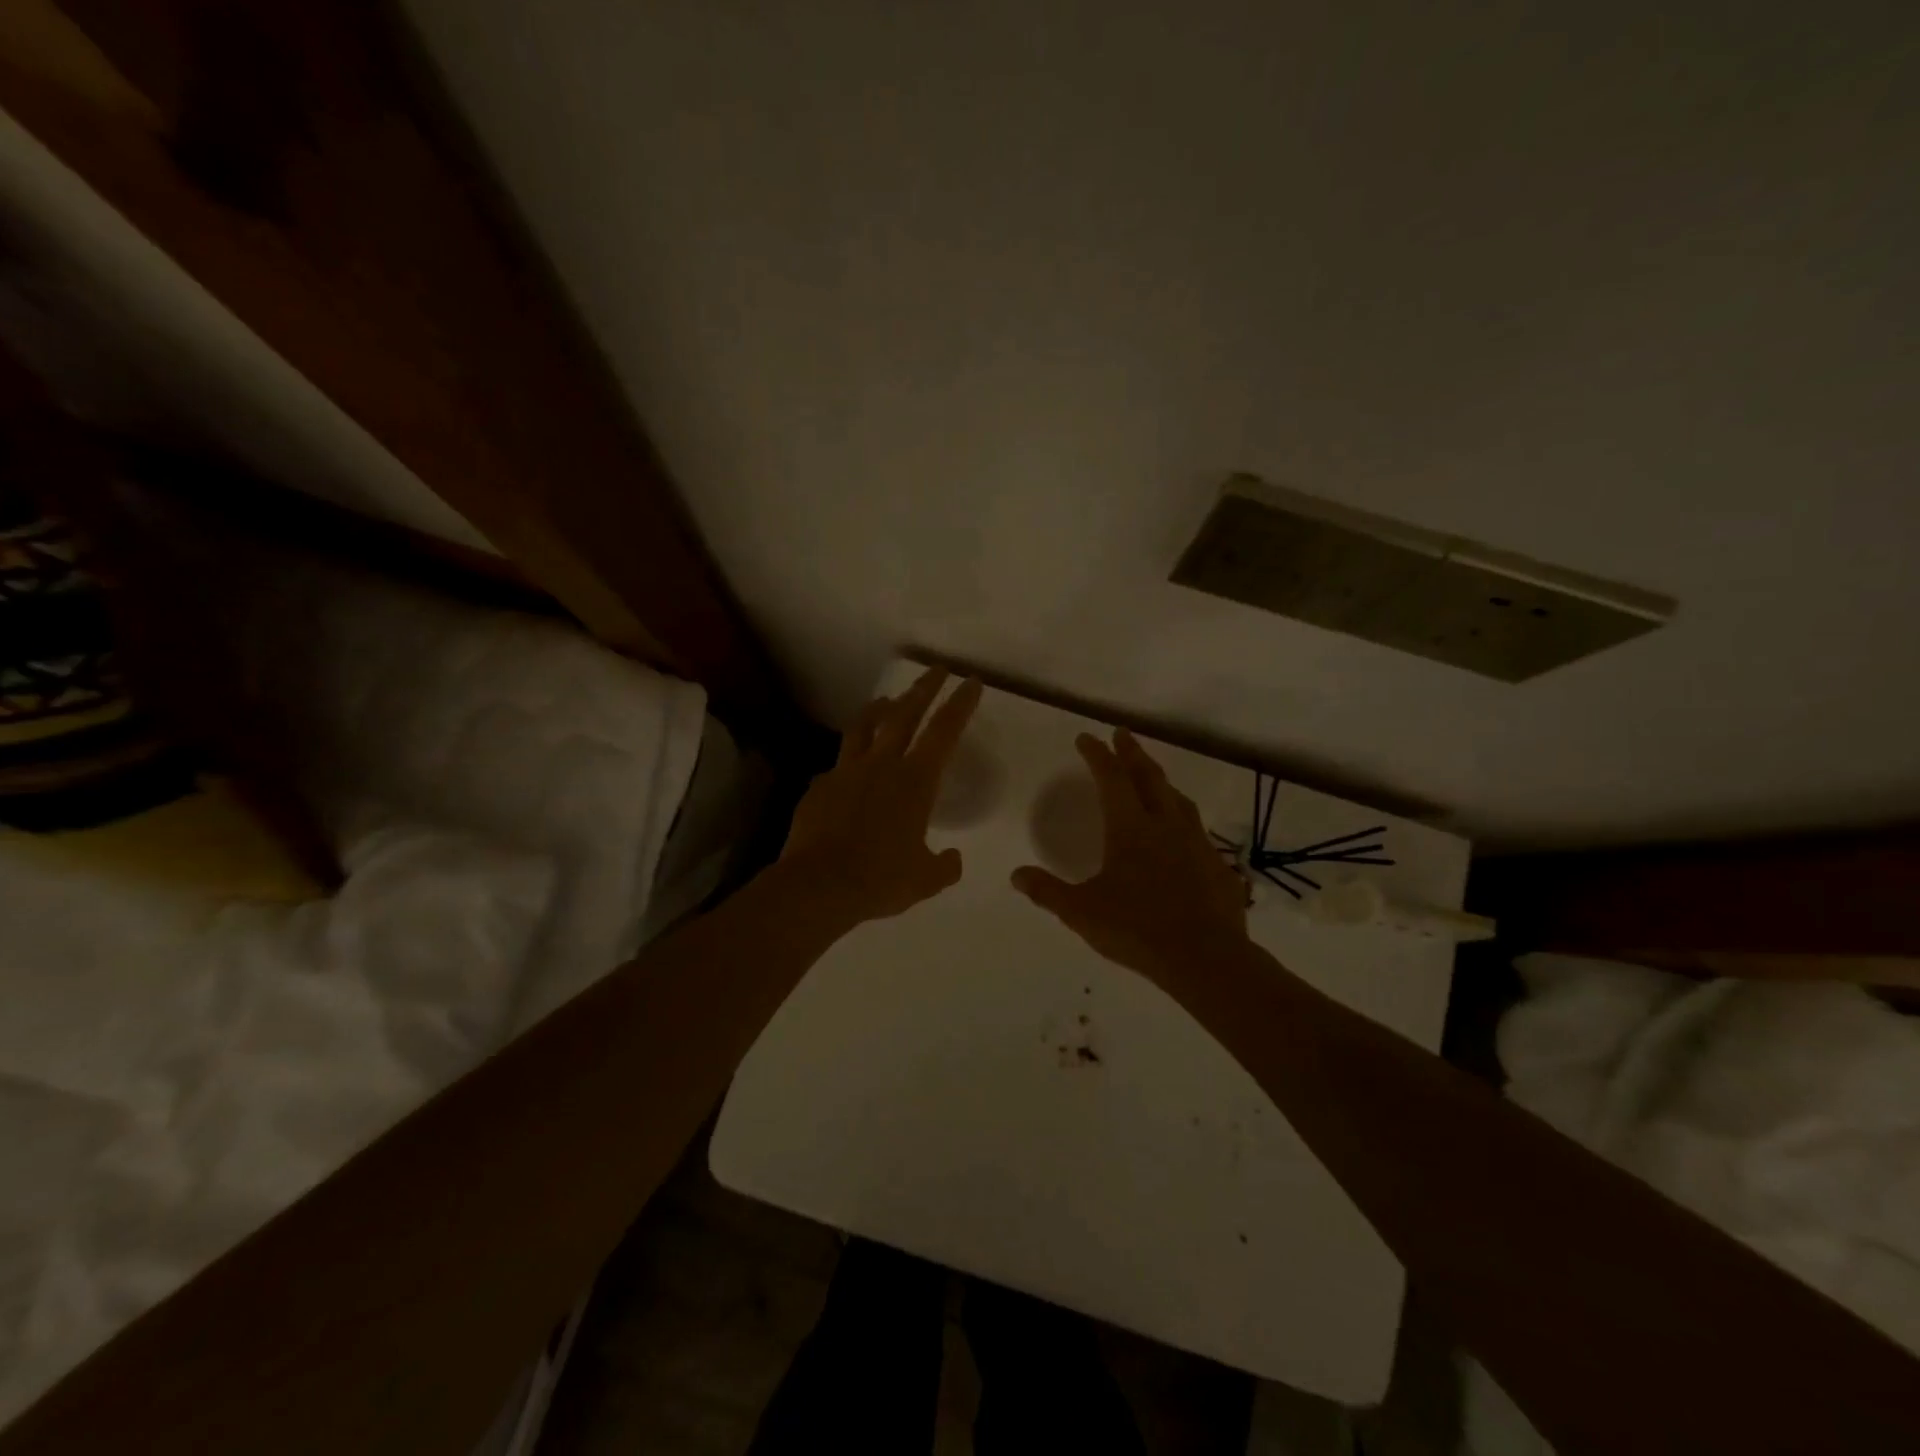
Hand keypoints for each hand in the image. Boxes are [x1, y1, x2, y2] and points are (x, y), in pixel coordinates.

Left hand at [781, 667, 983, 925]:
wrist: (819, 885)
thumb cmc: (880, 879)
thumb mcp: (925, 880)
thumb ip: (943, 866)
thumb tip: (952, 860)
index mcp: (915, 781)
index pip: (944, 732)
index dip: (960, 704)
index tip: (971, 682)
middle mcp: (881, 765)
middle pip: (905, 715)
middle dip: (923, 689)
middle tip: (935, 670)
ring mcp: (846, 772)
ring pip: (864, 728)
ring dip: (879, 710)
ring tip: (886, 700)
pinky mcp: (819, 787)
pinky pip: (838, 766)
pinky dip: (848, 761)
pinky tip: (847, 772)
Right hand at [1012, 728, 1250, 987]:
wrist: (1205, 958)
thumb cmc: (1137, 929)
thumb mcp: (1081, 912)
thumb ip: (1047, 891)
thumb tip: (1016, 874)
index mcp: (1130, 828)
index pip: (1111, 778)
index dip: (1097, 755)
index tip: (1086, 738)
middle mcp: (1165, 825)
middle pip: (1149, 777)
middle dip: (1132, 752)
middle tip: (1122, 735)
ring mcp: (1196, 843)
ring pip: (1178, 799)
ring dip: (1161, 781)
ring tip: (1152, 776)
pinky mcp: (1217, 865)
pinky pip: (1197, 829)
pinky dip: (1183, 818)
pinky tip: (1182, 833)